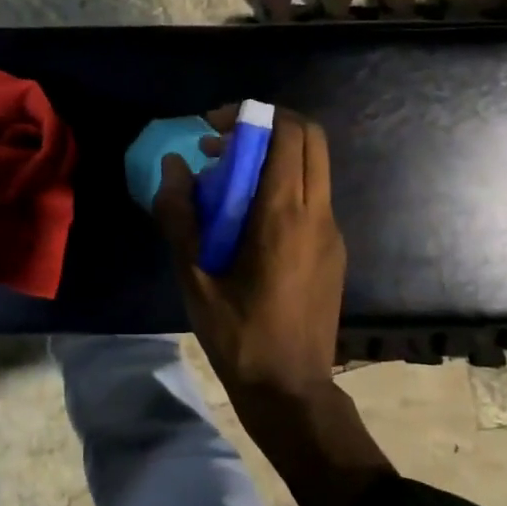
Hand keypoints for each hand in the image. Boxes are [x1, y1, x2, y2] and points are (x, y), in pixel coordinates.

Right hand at [153, 107, 345, 409]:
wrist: (292, 390)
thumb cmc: (239, 336)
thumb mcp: (195, 279)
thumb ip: (180, 217)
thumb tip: (173, 168)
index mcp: (285, 215)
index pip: (287, 134)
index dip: (253, 115)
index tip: (214, 126)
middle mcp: (318, 213)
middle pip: (311, 137)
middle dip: (270, 124)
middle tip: (225, 142)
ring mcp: (331, 232)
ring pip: (315, 165)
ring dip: (276, 153)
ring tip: (230, 178)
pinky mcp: (334, 250)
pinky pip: (313, 194)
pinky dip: (285, 181)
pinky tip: (249, 216)